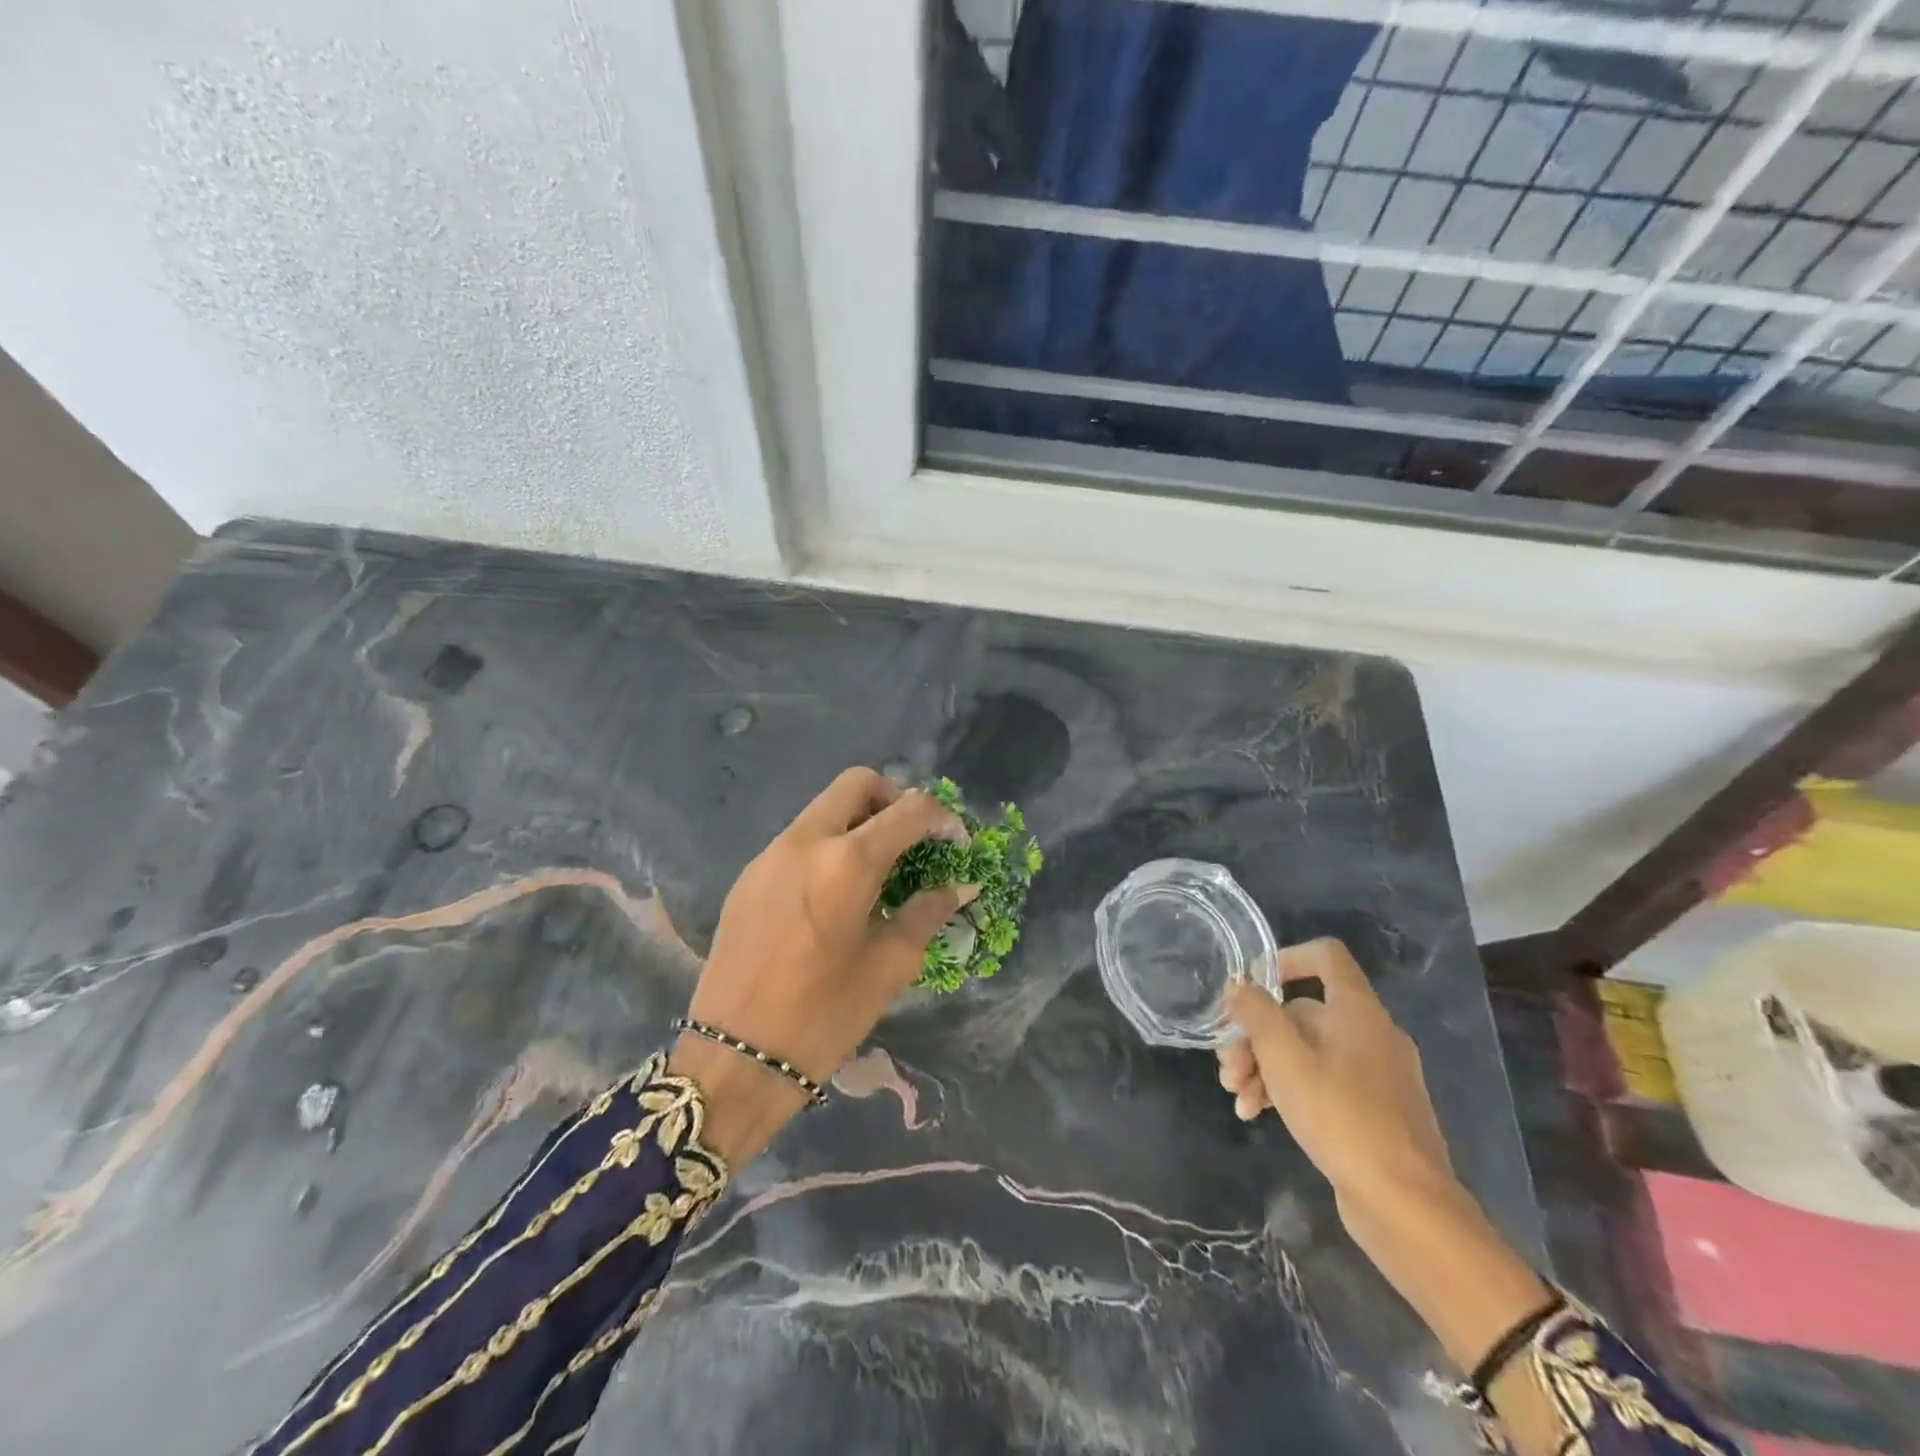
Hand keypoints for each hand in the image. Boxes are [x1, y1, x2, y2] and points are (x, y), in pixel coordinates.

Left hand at [670, 768, 976, 1163]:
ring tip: (877, 870)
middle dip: (894, 799)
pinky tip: (835, 894)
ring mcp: (769, 855)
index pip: (909, 810)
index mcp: (847, 862)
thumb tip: (960, 884)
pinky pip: (798, 839)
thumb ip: (927, 912)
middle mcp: (805, 841)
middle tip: (913, 840)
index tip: (955, 842)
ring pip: (823, 809)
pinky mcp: (748, 876)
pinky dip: (827, 845)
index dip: (942, 818)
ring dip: (858, 822)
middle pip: (857, 784)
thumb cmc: (823, 1017)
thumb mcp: (889, 966)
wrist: (733, 1060)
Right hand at [1216, 937, 1452, 1210]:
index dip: (1285, 957)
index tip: (1251, 985)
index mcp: (1358, 1010)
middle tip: (1227, 1067)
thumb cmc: (1341, 1115)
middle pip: (1302, 1013)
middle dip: (1255, 1037)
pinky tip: (1255, 1114)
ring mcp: (1374, 1076)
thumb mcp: (1283, 1056)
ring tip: (1236, 1098)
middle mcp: (1370, 1034)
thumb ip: (1256, 1012)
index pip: (1325, 956)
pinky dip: (1288, 1091)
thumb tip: (1239, 985)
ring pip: (1306, 1052)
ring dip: (1264, 1068)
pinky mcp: (1372, 1112)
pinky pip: (1321, 1083)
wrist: (1406, 1206)